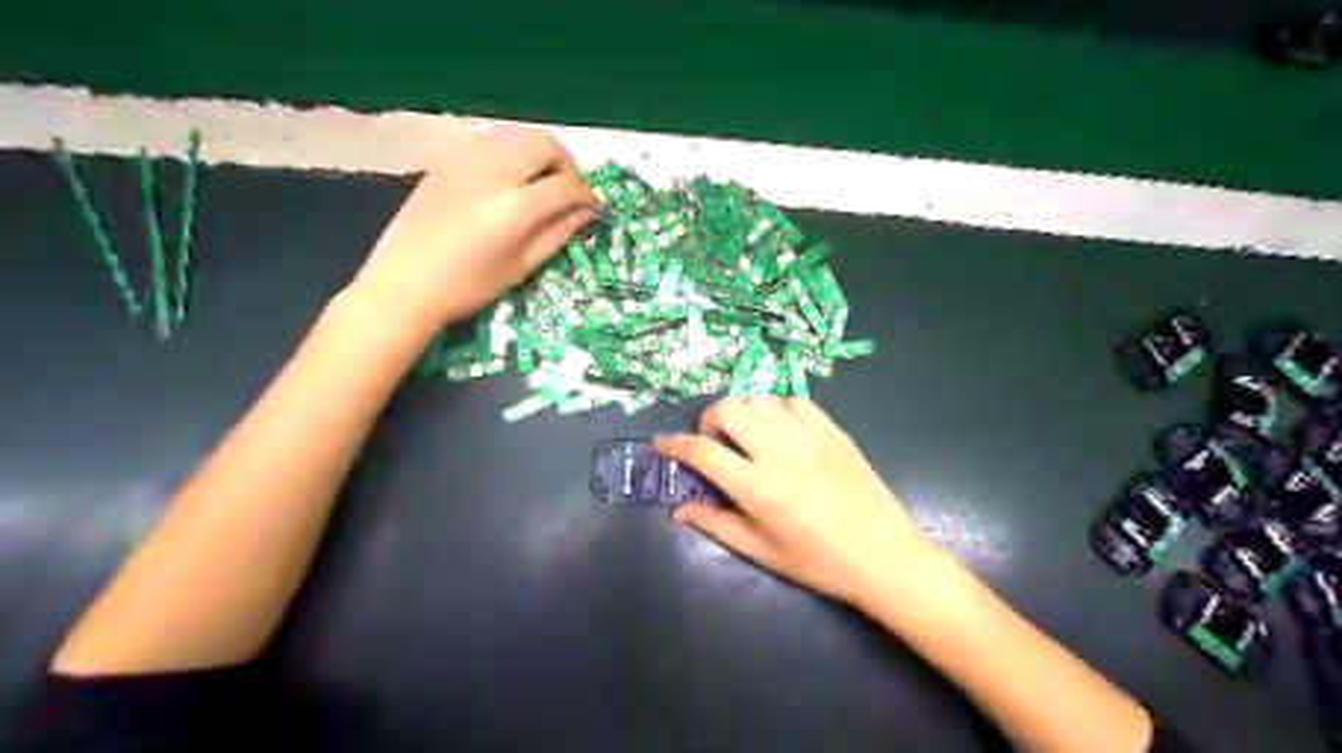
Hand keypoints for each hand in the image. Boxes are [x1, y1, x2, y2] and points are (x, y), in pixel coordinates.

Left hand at [345, 121, 596, 332]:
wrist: (404, 283)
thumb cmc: (469, 286)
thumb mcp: (522, 266)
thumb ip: (558, 233)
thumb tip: (585, 212)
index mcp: (516, 206)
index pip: (566, 185)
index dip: (587, 195)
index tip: (593, 208)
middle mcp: (495, 171)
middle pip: (545, 144)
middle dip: (565, 165)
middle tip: (567, 192)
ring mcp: (467, 159)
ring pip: (518, 134)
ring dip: (539, 153)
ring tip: (540, 183)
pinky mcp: (448, 158)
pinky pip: (492, 140)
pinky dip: (511, 151)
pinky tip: (508, 179)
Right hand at [656, 399, 934, 608]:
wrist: (884, 555)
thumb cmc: (819, 562)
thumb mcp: (762, 552)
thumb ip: (717, 525)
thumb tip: (679, 510)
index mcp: (757, 486)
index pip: (702, 451)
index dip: (674, 444)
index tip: (661, 444)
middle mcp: (778, 452)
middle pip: (728, 409)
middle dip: (708, 420)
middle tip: (713, 441)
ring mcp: (808, 436)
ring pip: (759, 399)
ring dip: (742, 412)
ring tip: (746, 435)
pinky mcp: (832, 430)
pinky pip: (794, 401)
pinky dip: (777, 408)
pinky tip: (780, 429)